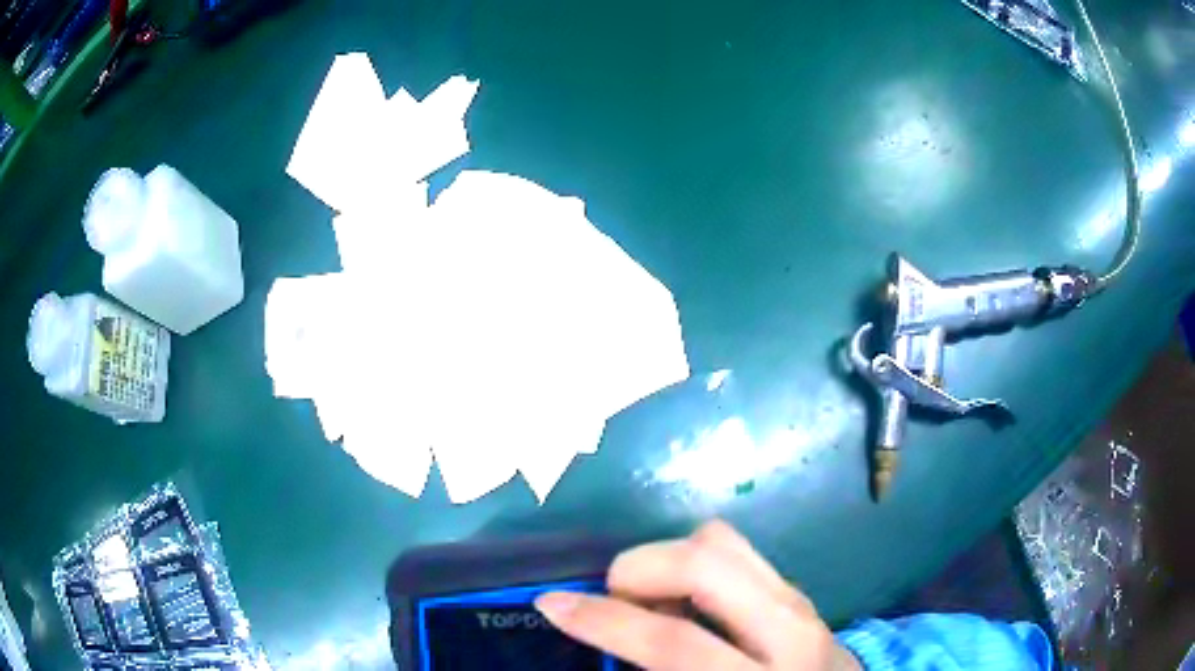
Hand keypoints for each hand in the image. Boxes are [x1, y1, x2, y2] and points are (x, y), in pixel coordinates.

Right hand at [534, 520, 860, 669]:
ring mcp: (796, 598)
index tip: (551, 605)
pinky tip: (684, 600)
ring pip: (718, 540)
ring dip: (665, 560)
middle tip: (616, 601)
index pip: (674, 643)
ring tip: (651, 600)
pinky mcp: (794, 586)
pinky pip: (732, 548)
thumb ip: (659, 668)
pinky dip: (691, 562)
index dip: (602, 622)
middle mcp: (787, 628)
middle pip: (703, 563)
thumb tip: (606, 647)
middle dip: (636, 570)